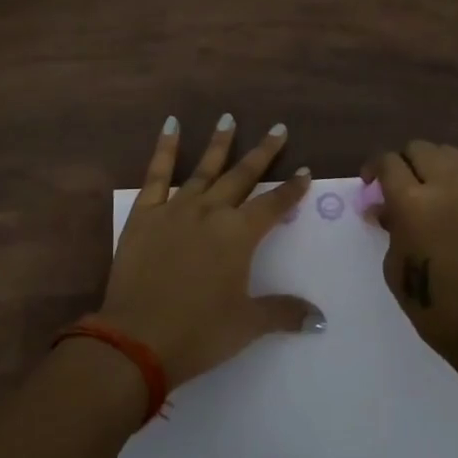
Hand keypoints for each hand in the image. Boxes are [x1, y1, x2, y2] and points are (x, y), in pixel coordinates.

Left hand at [100, 115, 320, 388]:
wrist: (137, 339)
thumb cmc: (198, 332)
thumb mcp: (247, 325)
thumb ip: (283, 312)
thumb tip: (320, 320)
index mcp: (239, 235)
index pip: (273, 205)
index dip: (291, 189)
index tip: (304, 172)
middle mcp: (211, 211)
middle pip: (243, 176)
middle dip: (263, 153)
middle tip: (278, 128)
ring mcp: (176, 208)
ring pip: (204, 169)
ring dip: (220, 143)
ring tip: (229, 118)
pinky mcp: (145, 213)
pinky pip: (157, 174)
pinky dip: (165, 149)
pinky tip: (171, 126)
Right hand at [364, 140, 457, 369]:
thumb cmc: (436, 306)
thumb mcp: (396, 268)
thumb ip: (390, 229)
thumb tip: (384, 209)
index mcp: (412, 201)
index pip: (388, 162)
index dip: (374, 168)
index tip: (370, 184)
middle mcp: (445, 183)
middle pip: (418, 149)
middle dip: (403, 162)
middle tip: (397, 186)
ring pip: (448, 153)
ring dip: (431, 164)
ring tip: (427, 188)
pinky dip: (455, 177)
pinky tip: (452, 203)